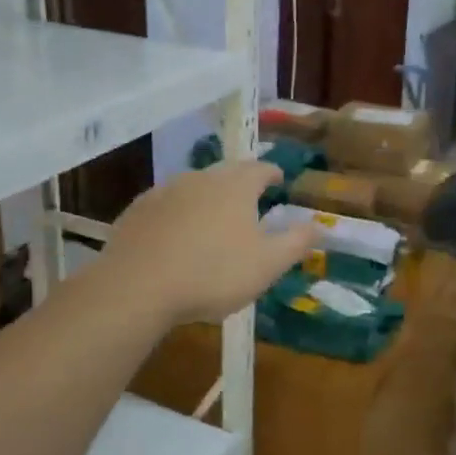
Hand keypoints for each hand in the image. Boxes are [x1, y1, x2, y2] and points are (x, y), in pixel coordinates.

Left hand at [99, 160, 317, 326]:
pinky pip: (167, 205)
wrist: (137, 286)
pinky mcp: (138, 209)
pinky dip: (178, 214)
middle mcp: (201, 177)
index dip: (272, 174)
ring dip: (208, 198)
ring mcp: (165, 190)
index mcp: (236, 186)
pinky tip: (176, 236)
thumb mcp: (267, 264)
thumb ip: (296, 242)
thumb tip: (318, 225)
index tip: (279, 181)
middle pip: (227, 173)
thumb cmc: (213, 273)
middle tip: (249, 200)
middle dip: (240, 184)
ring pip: (194, 187)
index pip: (261, 169)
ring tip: (213, 220)